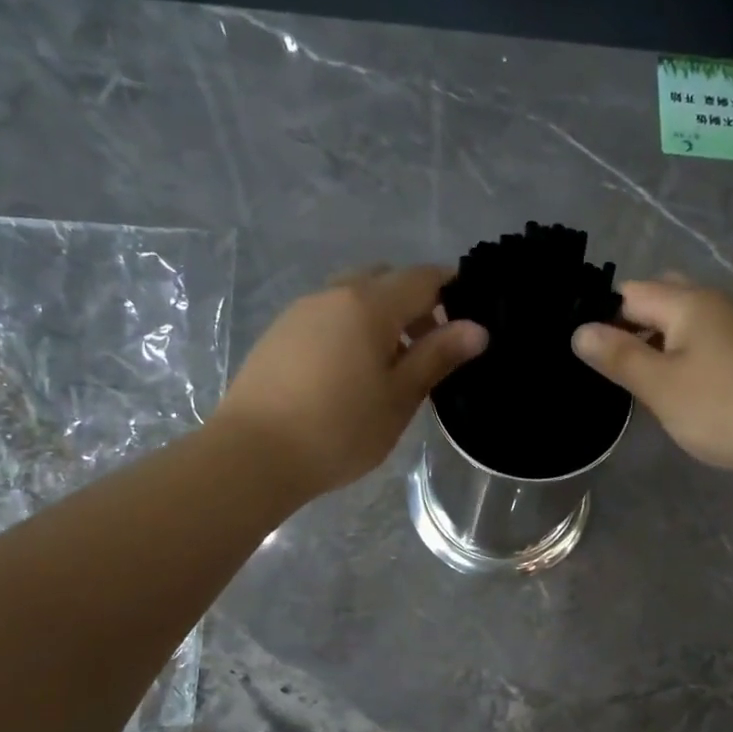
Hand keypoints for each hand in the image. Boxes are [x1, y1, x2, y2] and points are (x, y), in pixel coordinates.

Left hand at [213, 265, 486, 499]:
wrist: (255, 453)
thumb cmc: (340, 429)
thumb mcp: (399, 397)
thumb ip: (437, 357)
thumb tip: (478, 328)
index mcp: (368, 304)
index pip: (422, 278)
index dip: (451, 290)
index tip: (469, 317)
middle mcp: (333, 294)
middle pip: (384, 281)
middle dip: (414, 304)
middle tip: (429, 348)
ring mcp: (300, 311)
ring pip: (352, 298)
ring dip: (379, 318)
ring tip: (390, 368)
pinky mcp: (278, 334)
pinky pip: (327, 317)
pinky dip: (350, 330)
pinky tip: (350, 374)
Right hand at [571, 279, 732, 482]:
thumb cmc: (722, 407)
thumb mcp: (660, 385)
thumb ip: (619, 356)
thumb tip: (578, 331)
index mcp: (688, 303)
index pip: (629, 293)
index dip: (601, 316)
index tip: (579, 352)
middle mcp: (712, 308)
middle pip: (658, 304)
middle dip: (628, 328)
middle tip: (604, 366)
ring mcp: (731, 336)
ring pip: (678, 330)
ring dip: (651, 350)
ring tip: (626, 384)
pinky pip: (697, 353)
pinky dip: (676, 366)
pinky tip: (664, 396)